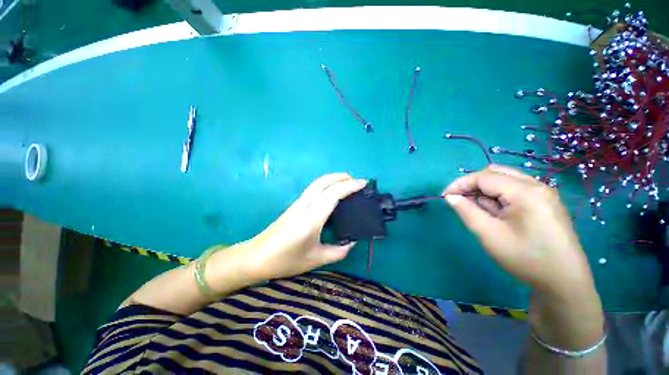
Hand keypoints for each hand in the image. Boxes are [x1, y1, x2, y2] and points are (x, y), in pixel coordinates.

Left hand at [245, 173, 366, 280]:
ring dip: (333, 178)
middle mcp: (304, 206)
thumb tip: (352, 242)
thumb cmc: (285, 260)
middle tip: (356, 181)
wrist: (256, 257)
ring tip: (347, 183)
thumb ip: (338, 251)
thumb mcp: (315, 259)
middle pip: (323, 182)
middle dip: (341, 177)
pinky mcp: (295, 205)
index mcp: (310, 220)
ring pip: (317, 183)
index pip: (332, 195)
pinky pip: (313, 188)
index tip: (363, 183)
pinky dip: (326, 184)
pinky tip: (332, 192)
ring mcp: (298, 203)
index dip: (349, 186)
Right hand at [443, 165, 595, 297]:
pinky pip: (515, 189)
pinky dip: (498, 195)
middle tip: (460, 200)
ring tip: (477, 209)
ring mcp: (544, 193)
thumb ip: (466, 211)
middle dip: (473, 184)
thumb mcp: (489, 234)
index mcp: (526, 192)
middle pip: (496, 173)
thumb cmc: (525, 258)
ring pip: (506, 180)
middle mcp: (537, 185)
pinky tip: (495, 212)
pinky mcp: (546, 202)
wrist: (564, 283)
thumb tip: (451, 197)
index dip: (460, 184)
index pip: (484, 177)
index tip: (445, 196)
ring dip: (485, 190)